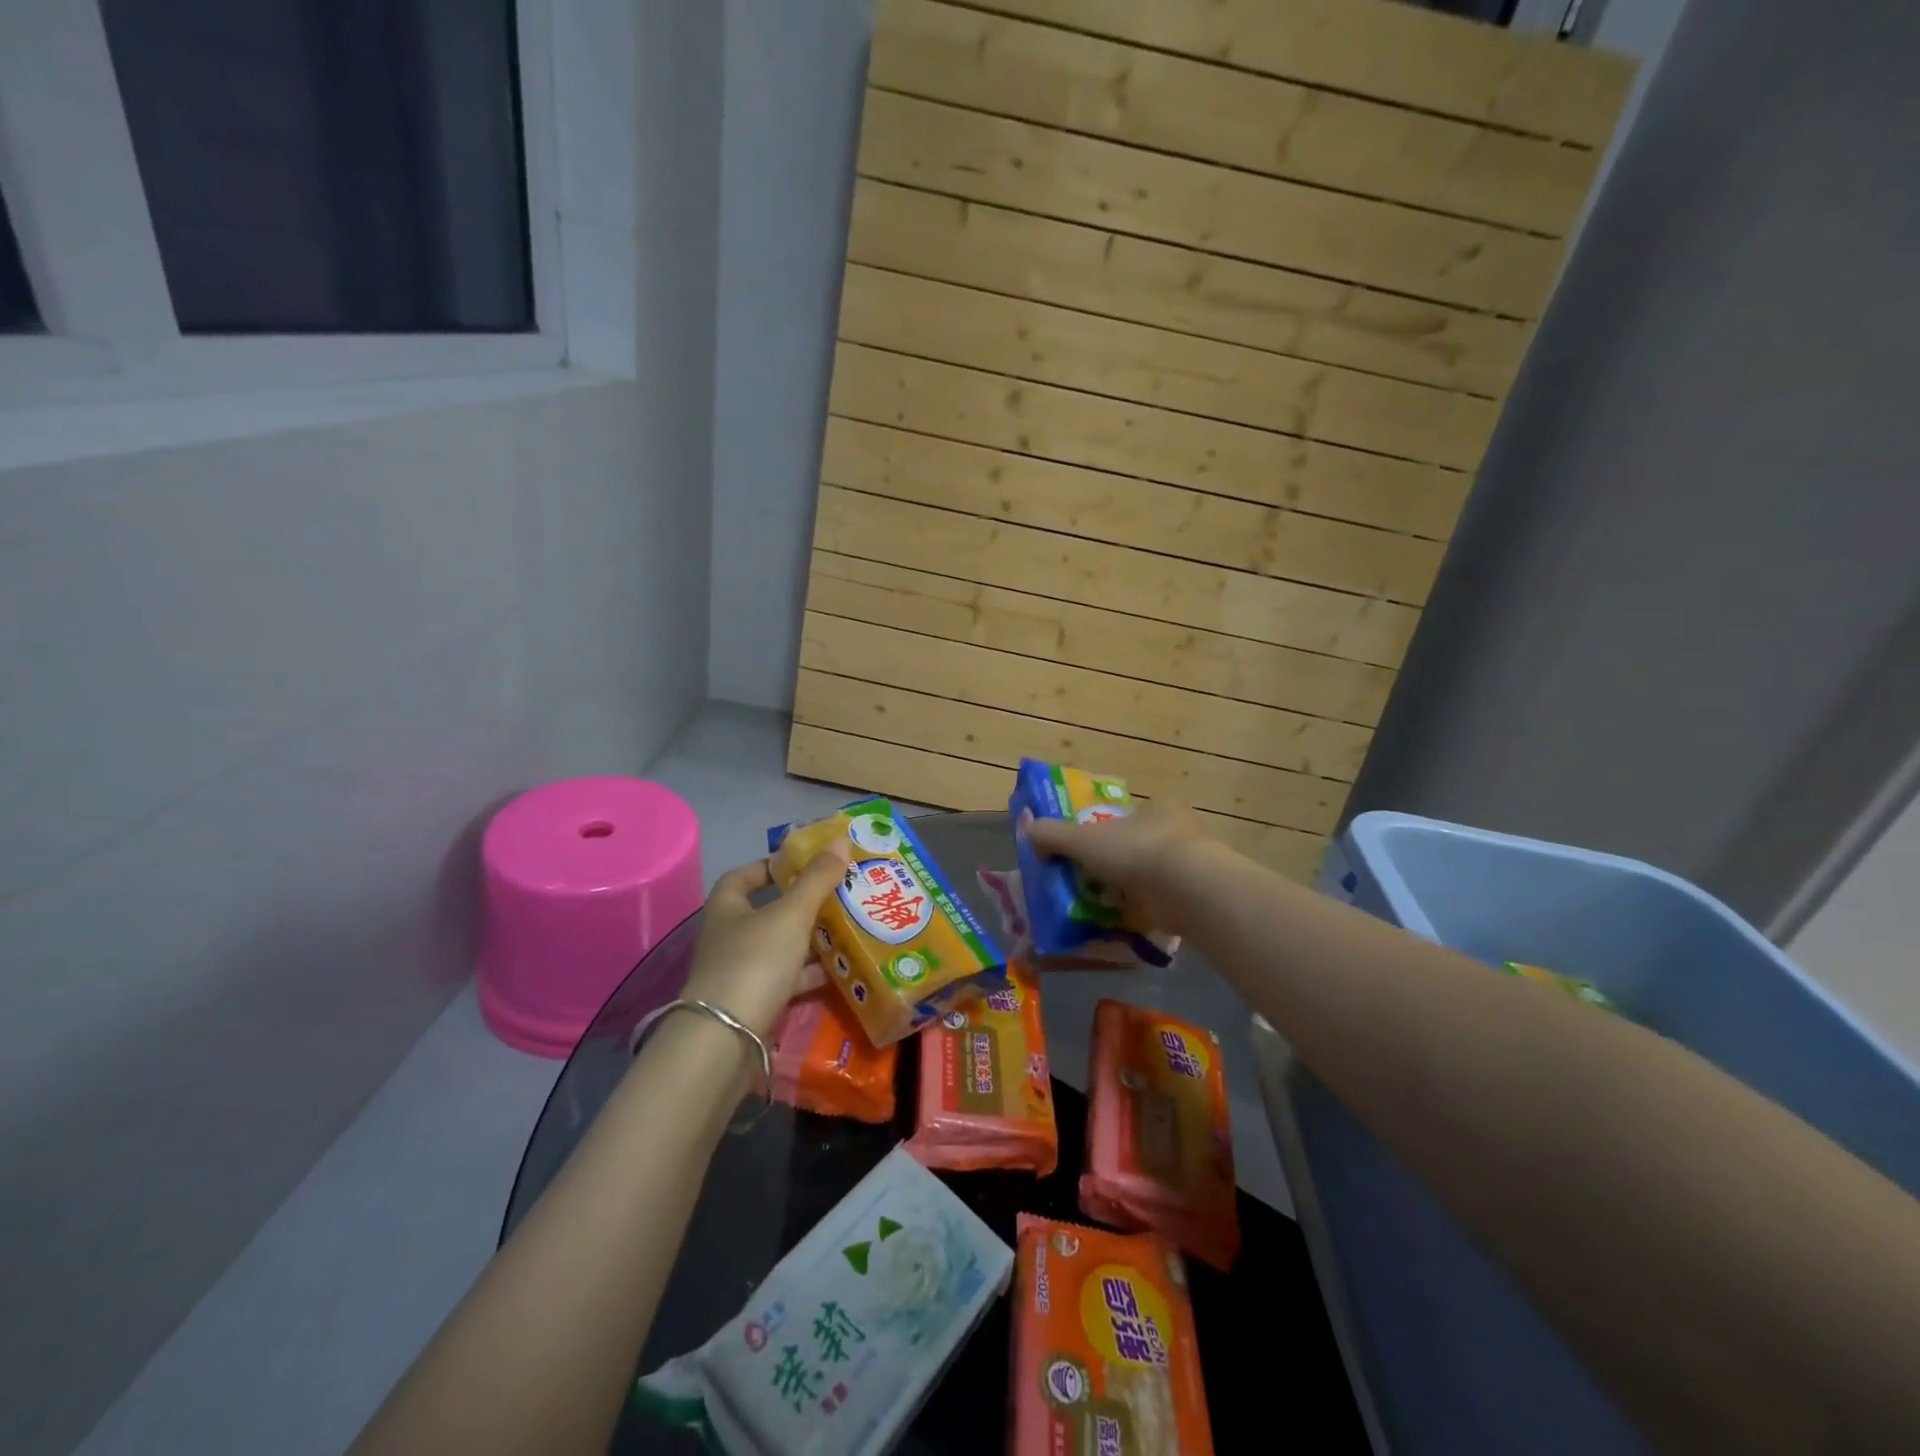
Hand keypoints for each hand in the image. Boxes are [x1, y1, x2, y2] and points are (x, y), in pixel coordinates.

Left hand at [681, 840, 849, 1038]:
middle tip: (838, 894)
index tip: (804, 863)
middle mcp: (729, 937)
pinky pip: (786, 980)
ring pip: (779, 947)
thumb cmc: (754, 961)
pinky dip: (810, 973)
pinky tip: (839, 969)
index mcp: (727, 907)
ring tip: (847, 927)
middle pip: (766, 912)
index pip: (744, 876)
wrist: (726, 1039)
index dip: (771, 866)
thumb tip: (840, 839)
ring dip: (809, 939)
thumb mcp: (791, 915)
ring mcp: (739, 972)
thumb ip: (817, 879)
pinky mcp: (754, 1003)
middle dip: (801, 903)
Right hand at [1026, 800, 1209, 934]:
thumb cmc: (1135, 852)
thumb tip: (1029, 834)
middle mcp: (1181, 830)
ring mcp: (1195, 865)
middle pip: (1142, 844)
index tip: (1092, 852)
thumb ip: (1052, 834)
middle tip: (1096, 882)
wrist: (1187, 890)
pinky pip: (1167, 902)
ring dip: (1135, 890)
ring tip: (1109, 908)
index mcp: (1158, 807)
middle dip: (1121, 863)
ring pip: (1156, 874)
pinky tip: (1132, 923)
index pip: (1130, 815)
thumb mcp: (1081, 839)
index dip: (1109, 831)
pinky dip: (1150, 911)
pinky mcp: (1201, 896)